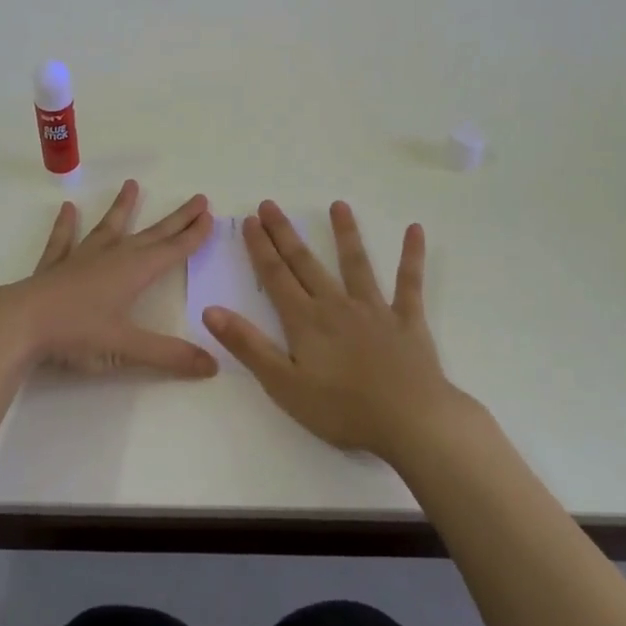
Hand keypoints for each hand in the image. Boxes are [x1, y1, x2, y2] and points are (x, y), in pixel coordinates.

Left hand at [0, 180, 217, 378]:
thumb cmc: (76, 333)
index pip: (172, 250)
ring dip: (122, 208)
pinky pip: (63, 240)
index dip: (193, 235)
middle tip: (198, 198)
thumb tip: (213, 365)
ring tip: (132, 184)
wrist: (19, 323)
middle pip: (152, 234)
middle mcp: (112, 257)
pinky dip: (66, 225)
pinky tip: (67, 209)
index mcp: (134, 272)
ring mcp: (81, 258)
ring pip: (109, 228)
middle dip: (176, 218)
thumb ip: (169, 355)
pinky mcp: (55, 267)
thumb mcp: (126, 347)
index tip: (210, 215)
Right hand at [202, 200, 455, 458]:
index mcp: (305, 320)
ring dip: (345, 233)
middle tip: (271, 204)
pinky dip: (411, 255)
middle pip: (305, 263)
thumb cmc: (341, 410)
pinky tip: (415, 230)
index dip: (261, 248)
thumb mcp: (283, 384)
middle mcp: (336, 304)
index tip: (250, 220)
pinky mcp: (407, 320)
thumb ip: (248, 345)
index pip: (276, 276)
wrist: (409, 421)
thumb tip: (210, 311)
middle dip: (286, 233)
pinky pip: (409, 283)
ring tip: (338, 205)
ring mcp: (374, 308)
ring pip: (355, 263)